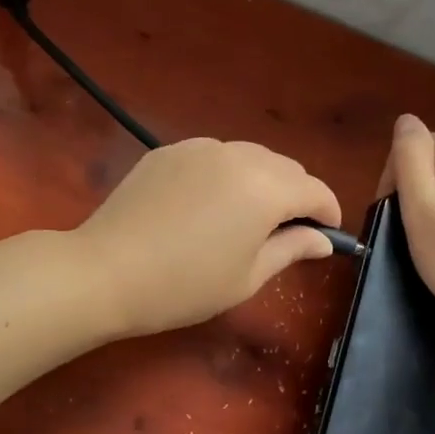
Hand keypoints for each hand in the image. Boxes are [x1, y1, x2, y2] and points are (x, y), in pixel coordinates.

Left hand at [74, 138, 342, 336]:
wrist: (106, 272)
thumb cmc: (184, 286)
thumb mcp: (247, 277)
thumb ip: (291, 249)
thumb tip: (322, 239)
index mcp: (266, 188)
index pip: (315, 190)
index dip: (328, 212)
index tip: (327, 234)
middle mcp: (238, 155)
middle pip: (285, 167)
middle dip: (295, 195)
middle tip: (286, 232)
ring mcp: (199, 147)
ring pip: (249, 157)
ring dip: (261, 181)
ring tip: (246, 217)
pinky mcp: (168, 151)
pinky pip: (213, 157)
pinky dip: (225, 175)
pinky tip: (206, 205)